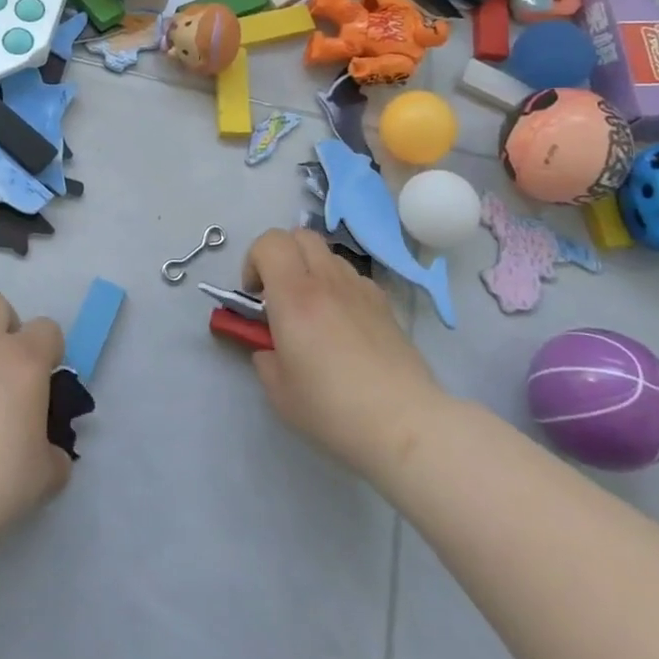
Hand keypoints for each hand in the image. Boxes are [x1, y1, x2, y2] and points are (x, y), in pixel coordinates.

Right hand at [243, 227, 446, 474]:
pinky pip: (353, 277)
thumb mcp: (279, 392)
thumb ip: (265, 358)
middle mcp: (327, 281)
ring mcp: (361, 288)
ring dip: (311, 270)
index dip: (253, 260)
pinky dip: (339, 287)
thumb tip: (270, 348)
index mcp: (294, 296)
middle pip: (300, 235)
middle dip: (282, 256)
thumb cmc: (333, 408)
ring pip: (328, 254)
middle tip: (278, 295)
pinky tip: (343, 325)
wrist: (404, 423)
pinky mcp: (385, 304)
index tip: (254, 296)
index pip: (270, 243)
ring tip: (312, 311)